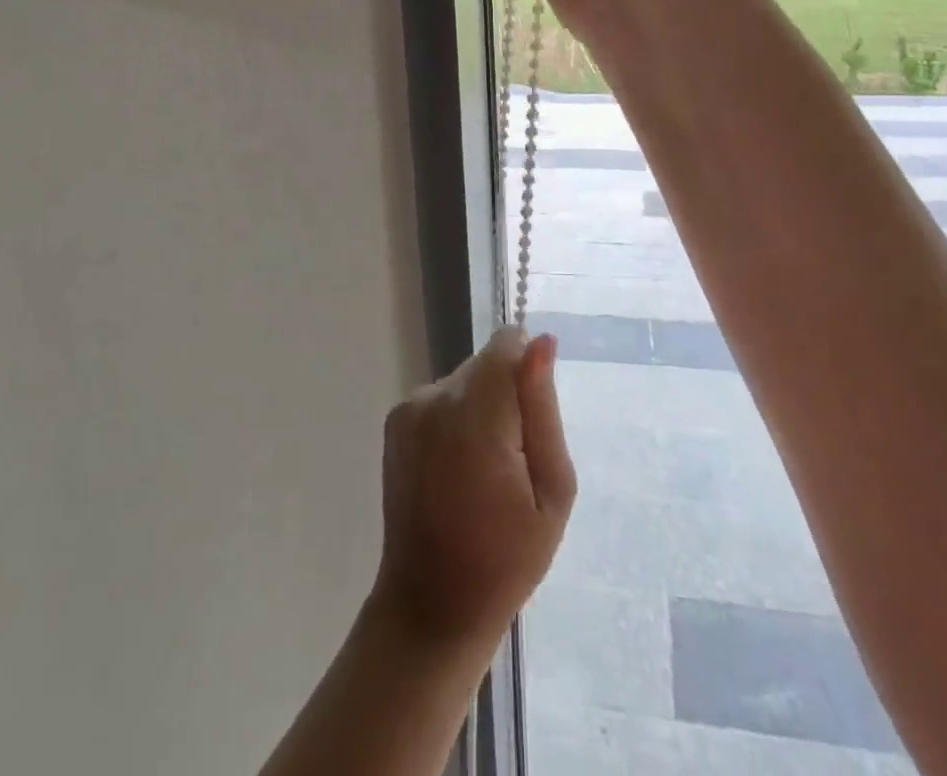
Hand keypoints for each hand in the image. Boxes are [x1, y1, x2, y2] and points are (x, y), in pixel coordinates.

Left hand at [371, 328, 575, 653]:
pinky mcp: (395, 420)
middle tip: (516, 460)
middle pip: (486, 363)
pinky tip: (459, 469)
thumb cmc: (506, 560)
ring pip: (465, 379)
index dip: (529, 370)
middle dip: (508, 395)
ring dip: (483, 408)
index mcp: (475, 417)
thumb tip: (540, 341)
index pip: (506, 345)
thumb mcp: (552, 491)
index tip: (534, 417)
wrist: (430, 605)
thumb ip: (543, 409)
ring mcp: (409, 408)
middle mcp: (434, 399)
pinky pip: (442, 398)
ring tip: (486, 471)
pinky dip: (458, 419)